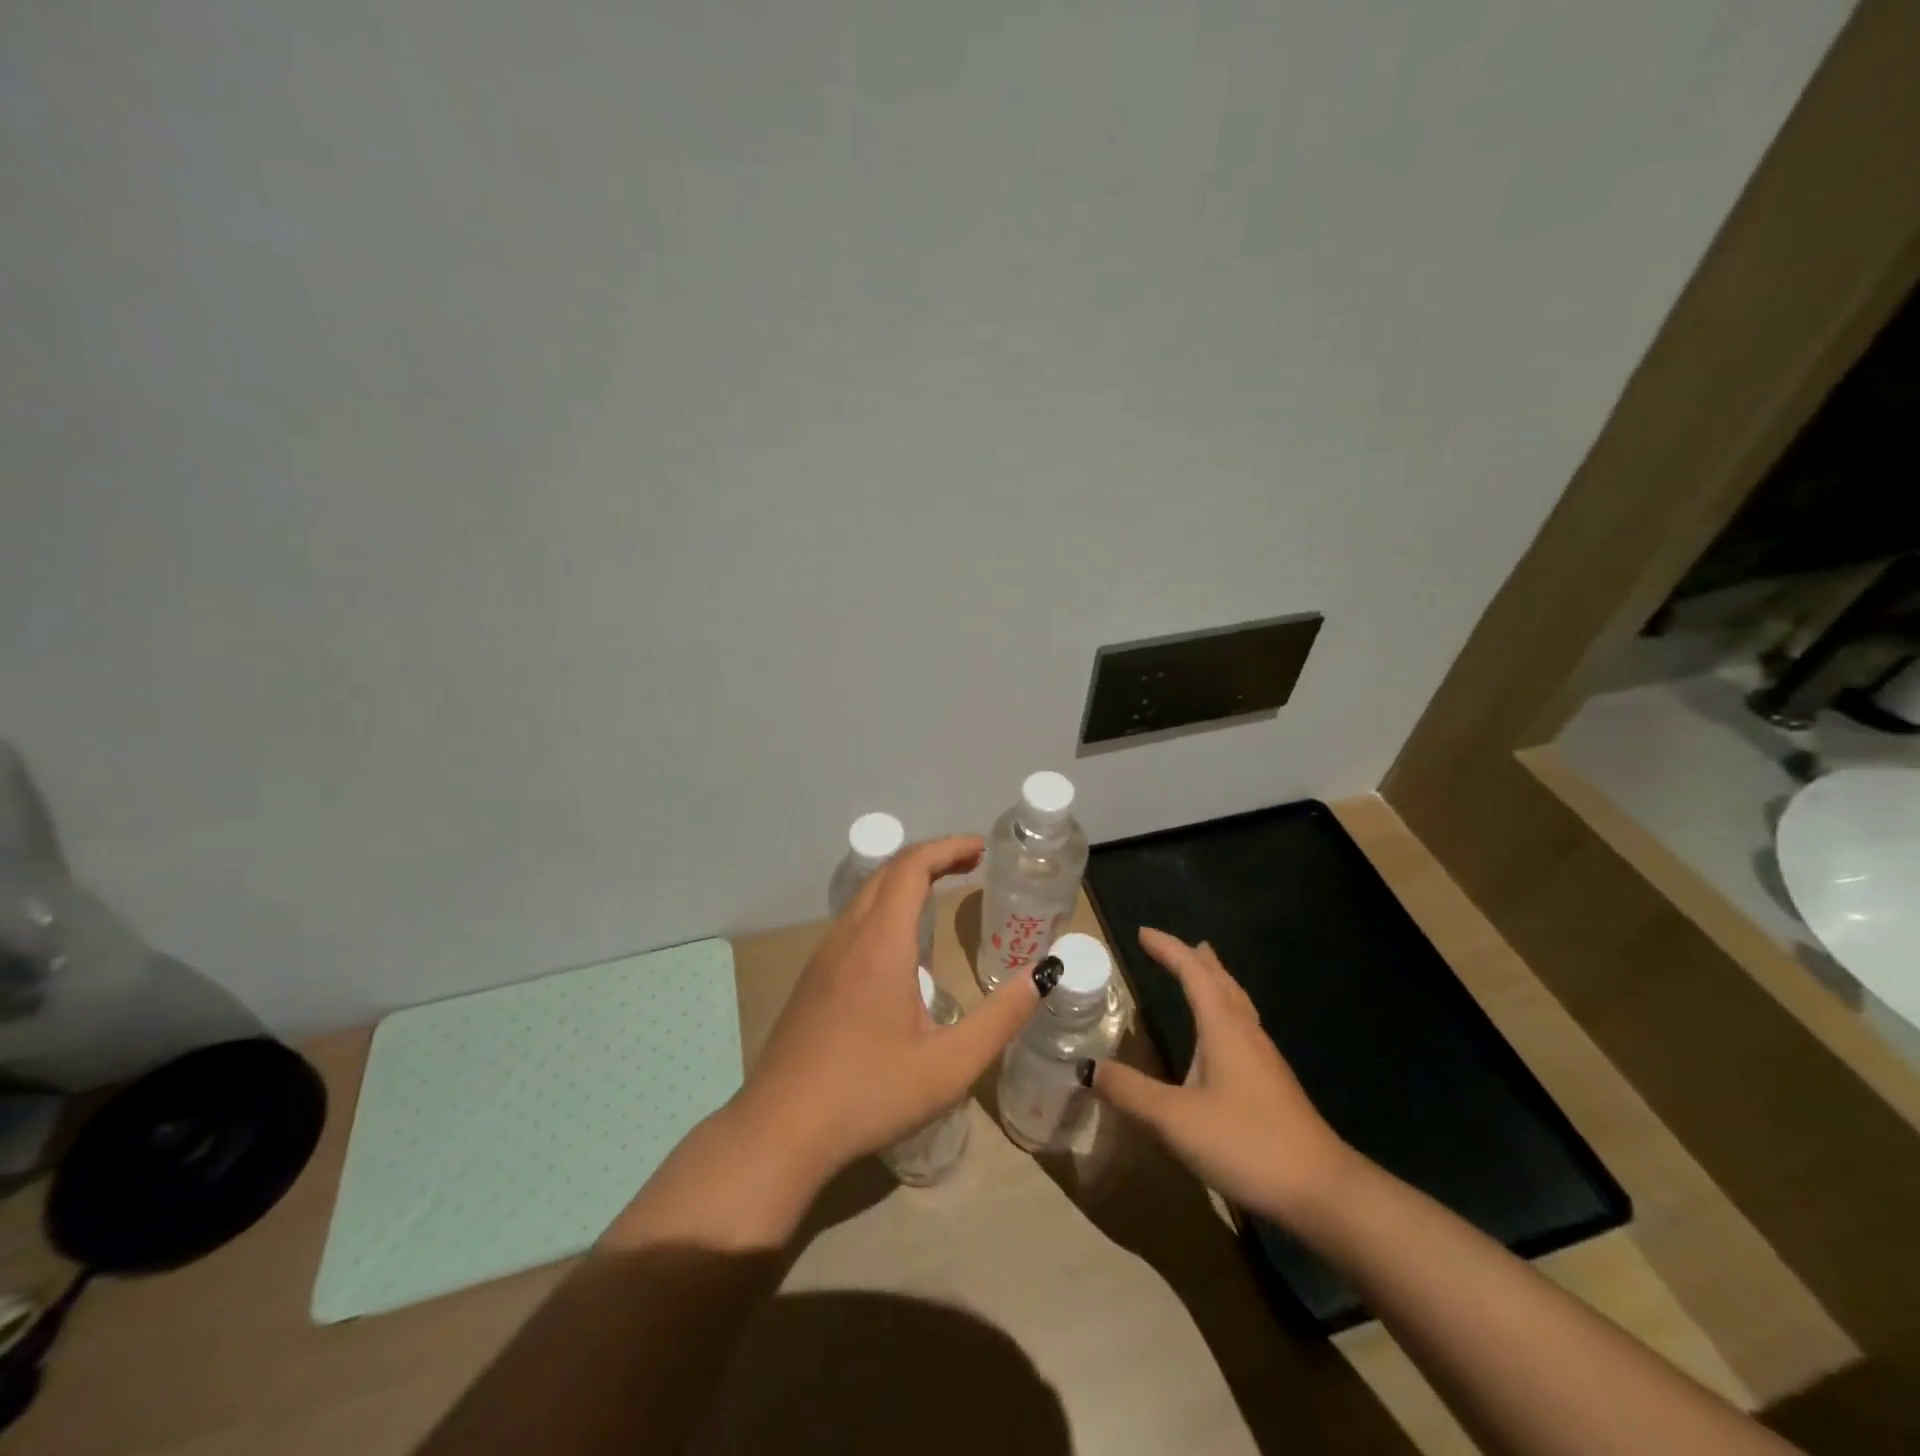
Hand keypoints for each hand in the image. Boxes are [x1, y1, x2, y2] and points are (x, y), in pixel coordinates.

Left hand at [734, 835, 1043, 1188]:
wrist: (779, 1130)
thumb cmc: (869, 1094)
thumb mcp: (949, 1065)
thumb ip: (1002, 1017)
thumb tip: (1044, 974)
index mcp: (881, 943)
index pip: (911, 866)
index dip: (948, 847)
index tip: (981, 849)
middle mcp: (848, 936)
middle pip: (887, 872)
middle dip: (931, 858)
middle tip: (970, 865)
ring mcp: (823, 956)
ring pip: (866, 895)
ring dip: (905, 881)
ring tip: (941, 894)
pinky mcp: (811, 979)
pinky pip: (852, 921)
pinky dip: (885, 907)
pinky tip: (900, 946)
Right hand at [1087, 928, 1352, 1225]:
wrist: (1321, 1191)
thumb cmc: (1246, 1143)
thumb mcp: (1174, 1120)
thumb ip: (1129, 1091)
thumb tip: (1086, 1066)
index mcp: (1222, 1027)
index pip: (1192, 973)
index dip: (1167, 949)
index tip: (1142, 933)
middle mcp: (1245, 1033)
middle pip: (1221, 981)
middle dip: (1196, 959)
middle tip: (1173, 946)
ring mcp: (1264, 1059)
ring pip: (1237, 1003)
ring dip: (1214, 982)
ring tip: (1201, 973)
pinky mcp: (1273, 1084)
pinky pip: (1243, 1027)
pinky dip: (1225, 1011)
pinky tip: (1221, 1037)